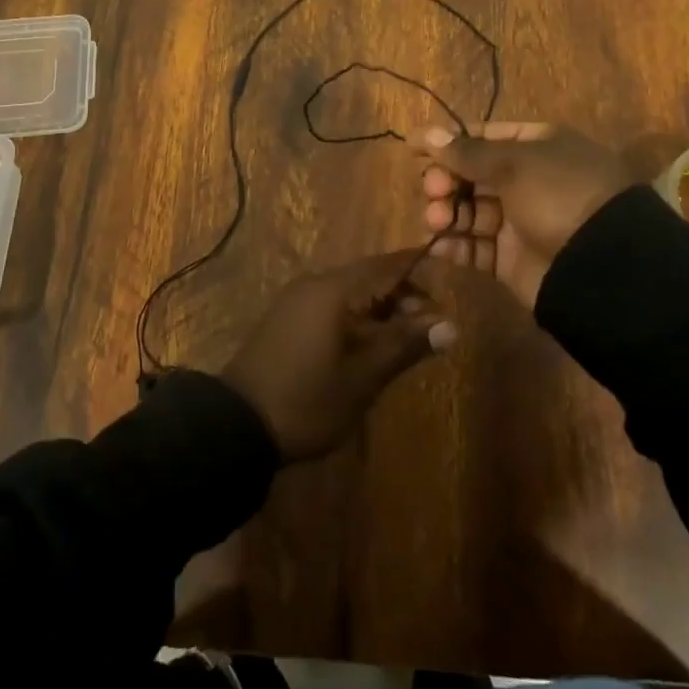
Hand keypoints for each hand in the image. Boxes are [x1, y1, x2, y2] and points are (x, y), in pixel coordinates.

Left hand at [220, 254, 456, 461]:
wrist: (238, 424)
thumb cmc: (307, 399)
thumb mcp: (363, 377)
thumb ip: (405, 345)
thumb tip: (450, 325)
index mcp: (334, 288)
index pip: (387, 264)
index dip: (420, 271)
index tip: (450, 287)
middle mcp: (315, 283)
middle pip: (370, 276)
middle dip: (404, 297)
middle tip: (432, 331)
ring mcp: (298, 299)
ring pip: (352, 292)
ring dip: (382, 310)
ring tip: (406, 343)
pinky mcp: (288, 318)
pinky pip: (333, 305)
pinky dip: (358, 318)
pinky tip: (370, 347)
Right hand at [418, 123, 633, 309]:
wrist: (601, 265)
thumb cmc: (559, 195)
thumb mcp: (514, 163)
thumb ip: (466, 152)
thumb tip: (425, 134)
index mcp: (537, 148)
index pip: (484, 137)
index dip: (449, 142)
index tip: (413, 149)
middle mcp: (527, 181)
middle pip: (472, 175)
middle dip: (446, 180)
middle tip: (433, 189)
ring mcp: (519, 222)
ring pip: (469, 212)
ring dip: (446, 212)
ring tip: (434, 218)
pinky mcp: (510, 260)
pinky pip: (475, 248)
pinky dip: (454, 244)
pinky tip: (438, 243)